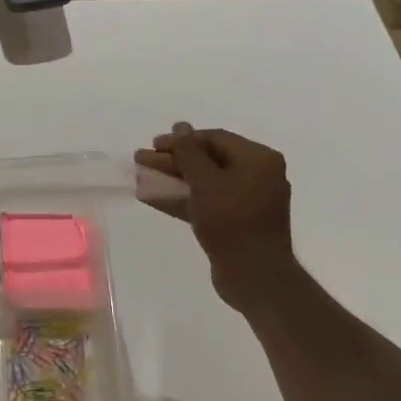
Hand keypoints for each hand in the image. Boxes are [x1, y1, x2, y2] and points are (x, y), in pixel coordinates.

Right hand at [135, 123, 293, 305]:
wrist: (254, 275)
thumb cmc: (231, 221)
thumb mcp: (205, 181)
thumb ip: (189, 152)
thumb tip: (180, 126)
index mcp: (258, 159)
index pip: (214, 138)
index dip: (180, 140)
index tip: (152, 146)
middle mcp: (258, 175)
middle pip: (209, 160)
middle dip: (173, 161)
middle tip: (141, 161)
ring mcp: (248, 200)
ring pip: (205, 182)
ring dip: (173, 179)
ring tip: (142, 178)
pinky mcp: (237, 222)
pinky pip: (207, 202)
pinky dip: (182, 199)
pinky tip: (153, 198)